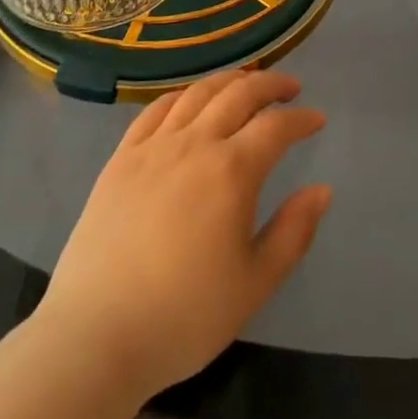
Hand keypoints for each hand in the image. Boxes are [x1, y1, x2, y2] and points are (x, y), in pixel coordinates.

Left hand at [35, 70, 331, 404]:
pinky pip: (156, 109)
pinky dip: (183, 95)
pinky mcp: (122, 158)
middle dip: (270, 85)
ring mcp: (154, 147)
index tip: (317, 120)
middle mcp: (195, 144)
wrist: (95, 337)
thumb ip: (293, 233)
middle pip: (239, 94)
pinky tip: (191, 100)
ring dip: (229, 81)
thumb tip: (322, 190)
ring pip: (198, 93)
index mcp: (231, 171)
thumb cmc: (183, 317)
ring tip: (246, 84)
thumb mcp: (254, 285)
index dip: (301, 119)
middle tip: (290, 88)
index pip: (276, 127)